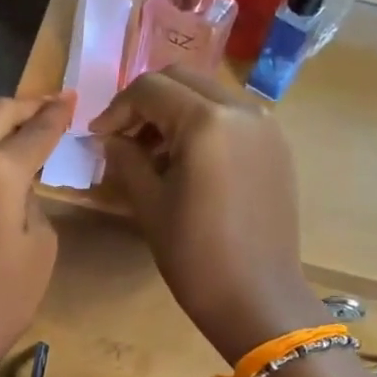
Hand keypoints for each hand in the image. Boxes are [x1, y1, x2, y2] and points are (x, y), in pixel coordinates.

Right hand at [91, 69, 320, 363]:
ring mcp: (266, 126)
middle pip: (182, 79)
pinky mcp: (277, 146)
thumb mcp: (149, 205)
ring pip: (209, 93)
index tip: (99, 137)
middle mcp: (242, 110)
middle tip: (125, 138)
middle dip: (146, 101)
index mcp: (206, 122)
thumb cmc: (195, 256)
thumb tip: (110, 139)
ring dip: (176, 110)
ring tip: (154, 153)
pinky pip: (233, 115)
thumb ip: (126, 160)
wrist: (257, 297)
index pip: (150, 89)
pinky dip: (204, 123)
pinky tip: (189, 162)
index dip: (116, 109)